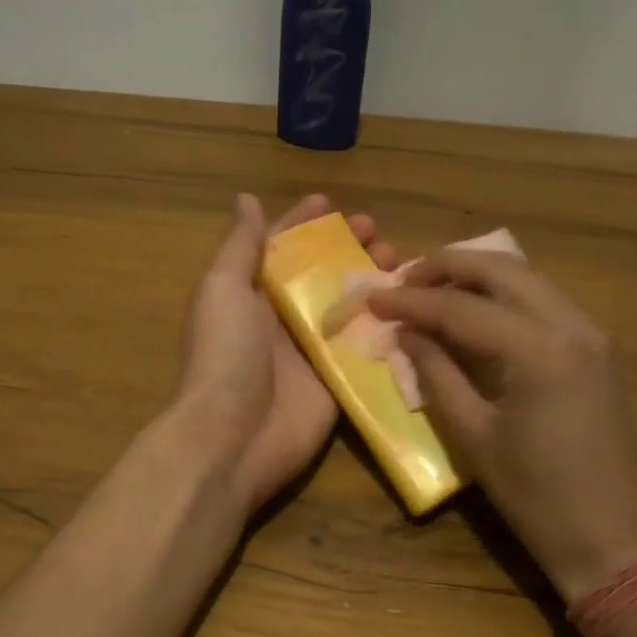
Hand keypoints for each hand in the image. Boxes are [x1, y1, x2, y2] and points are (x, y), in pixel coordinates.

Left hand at [175, 193, 398, 512]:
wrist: (234, 436)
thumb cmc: (225, 355)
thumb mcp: (223, 289)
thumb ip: (240, 247)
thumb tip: (247, 200)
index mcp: (251, 295)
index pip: (280, 249)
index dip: (302, 224)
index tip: (331, 203)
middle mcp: (282, 320)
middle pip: (320, 275)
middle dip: (347, 250)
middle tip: (378, 233)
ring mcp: (311, 352)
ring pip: (348, 308)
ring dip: (372, 282)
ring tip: (400, 261)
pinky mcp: (337, 381)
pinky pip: (365, 349)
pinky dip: (387, 327)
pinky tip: (414, 306)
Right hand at [370, 252, 636, 601]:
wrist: (611, 536)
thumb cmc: (535, 496)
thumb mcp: (473, 436)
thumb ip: (436, 374)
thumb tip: (407, 334)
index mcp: (538, 351)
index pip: (462, 307)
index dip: (412, 300)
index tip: (373, 296)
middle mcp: (571, 325)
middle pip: (501, 270)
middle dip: (446, 267)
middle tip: (402, 279)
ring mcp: (591, 333)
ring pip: (527, 278)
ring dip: (476, 275)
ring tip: (431, 289)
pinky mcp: (597, 348)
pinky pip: (544, 300)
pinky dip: (504, 295)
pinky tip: (475, 311)